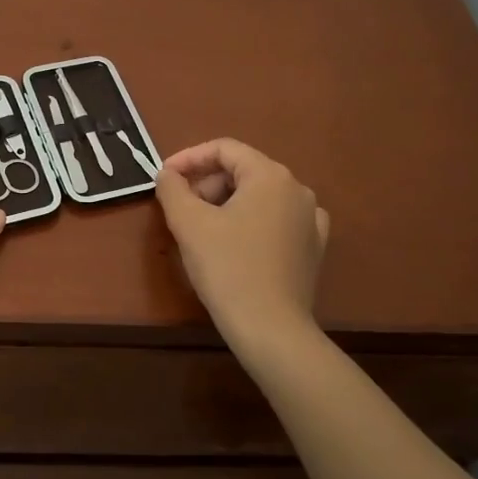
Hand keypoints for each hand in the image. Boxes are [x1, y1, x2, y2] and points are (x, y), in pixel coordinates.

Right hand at [154, 138, 329, 346]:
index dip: (189, 158)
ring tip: (202, 229)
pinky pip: (277, 221)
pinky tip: (238, 243)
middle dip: (207, 184)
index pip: (224, 149)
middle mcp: (297, 189)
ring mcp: (310, 219)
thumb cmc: (227, 269)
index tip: (164, 178)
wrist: (271, 329)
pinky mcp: (313, 247)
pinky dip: (252, 222)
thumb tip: (167, 175)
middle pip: (243, 171)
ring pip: (259, 196)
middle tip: (180, 209)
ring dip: (226, 203)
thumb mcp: (189, 224)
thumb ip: (172, 189)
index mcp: (270, 175)